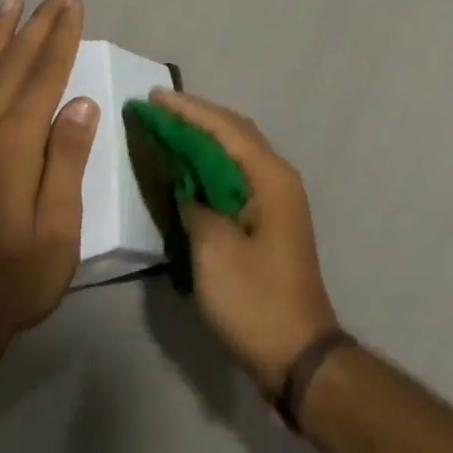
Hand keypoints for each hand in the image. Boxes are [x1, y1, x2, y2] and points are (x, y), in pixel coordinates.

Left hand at [0, 0, 98, 356]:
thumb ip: (66, 163)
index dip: (60, 38)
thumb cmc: (13, 283)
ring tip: (12, 3)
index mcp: (13, 150)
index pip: (44, 78)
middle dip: (36, 26)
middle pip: (11, 67)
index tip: (73, 5)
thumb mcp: (58, 234)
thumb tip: (80, 103)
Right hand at [153, 90, 339, 397]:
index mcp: (270, 177)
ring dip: (204, 139)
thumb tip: (185, 184)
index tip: (154, 97)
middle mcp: (278, 177)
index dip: (188, 110)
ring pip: (237, 153)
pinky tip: (189, 169)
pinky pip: (237, 175)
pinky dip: (211, 165)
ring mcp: (277, 198)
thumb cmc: (255, 300)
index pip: (225, 128)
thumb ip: (195, 205)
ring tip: (168, 129)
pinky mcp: (270, 220)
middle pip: (235, 132)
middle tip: (158, 109)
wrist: (298, 354)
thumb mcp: (214, 251)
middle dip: (197, 117)